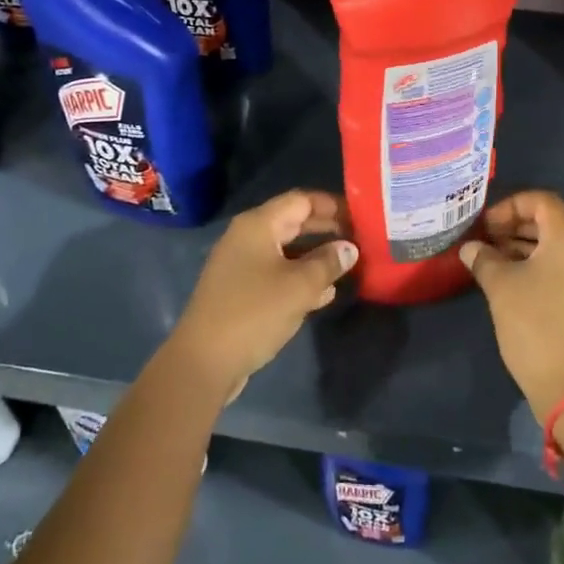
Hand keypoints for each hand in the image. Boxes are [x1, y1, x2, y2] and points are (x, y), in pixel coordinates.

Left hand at [166, 190, 355, 403]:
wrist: (203, 362)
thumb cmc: (253, 313)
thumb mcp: (299, 287)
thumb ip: (328, 263)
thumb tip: (349, 248)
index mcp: (258, 225)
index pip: (301, 200)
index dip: (332, 204)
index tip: (361, 215)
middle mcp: (247, 237)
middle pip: (294, 223)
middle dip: (327, 229)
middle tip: (360, 238)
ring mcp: (242, 265)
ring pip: (288, 251)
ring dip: (317, 256)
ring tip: (349, 265)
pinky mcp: (241, 291)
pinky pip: (277, 274)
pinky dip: (300, 278)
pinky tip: (324, 293)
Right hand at [460, 191, 563, 420]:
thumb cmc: (535, 325)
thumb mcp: (501, 286)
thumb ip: (483, 258)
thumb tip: (471, 248)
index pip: (543, 201)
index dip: (511, 205)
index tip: (486, 225)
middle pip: (551, 222)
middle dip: (515, 225)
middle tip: (485, 240)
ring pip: (555, 247)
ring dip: (523, 246)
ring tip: (491, 260)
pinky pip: (562, 268)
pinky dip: (536, 265)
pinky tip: (510, 281)